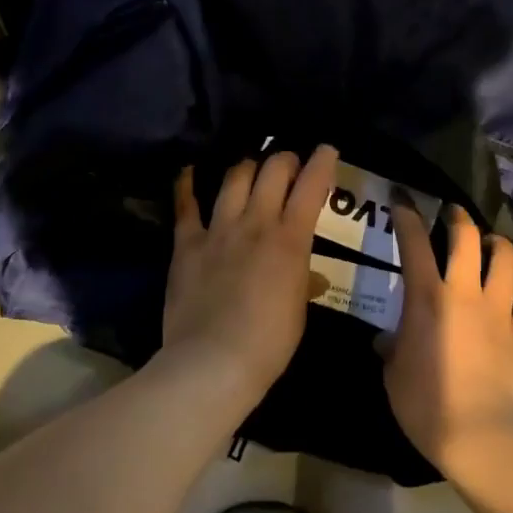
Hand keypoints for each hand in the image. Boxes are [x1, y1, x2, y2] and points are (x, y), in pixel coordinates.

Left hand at [161, 146, 338, 396]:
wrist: (213, 362)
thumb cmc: (268, 343)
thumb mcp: (298, 311)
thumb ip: (303, 283)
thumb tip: (310, 277)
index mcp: (291, 239)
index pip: (311, 186)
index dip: (322, 162)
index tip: (326, 150)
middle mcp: (256, 223)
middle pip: (273, 170)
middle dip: (284, 159)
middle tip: (289, 164)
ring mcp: (219, 230)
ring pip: (234, 178)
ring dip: (247, 166)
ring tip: (252, 167)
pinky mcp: (187, 244)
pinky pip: (186, 205)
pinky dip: (187, 184)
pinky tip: (190, 171)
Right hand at [384, 202, 512, 473]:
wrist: (479, 434)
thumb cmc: (426, 404)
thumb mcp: (393, 375)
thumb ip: (391, 349)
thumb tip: (387, 341)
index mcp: (427, 298)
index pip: (413, 244)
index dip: (407, 216)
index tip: (403, 201)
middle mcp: (465, 292)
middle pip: (466, 239)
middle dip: (459, 219)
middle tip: (453, 215)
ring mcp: (498, 310)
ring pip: (506, 260)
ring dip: (499, 245)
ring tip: (492, 244)